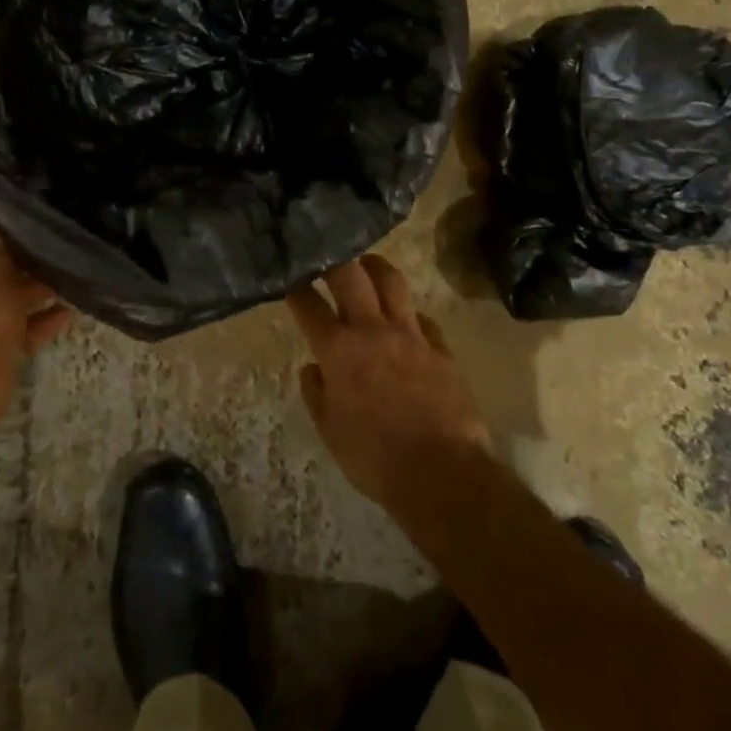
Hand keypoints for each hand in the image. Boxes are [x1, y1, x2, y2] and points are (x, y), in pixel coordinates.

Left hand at [0, 220, 70, 435]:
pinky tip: (68, 312)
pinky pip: (17, 328)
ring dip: (35, 291)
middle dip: (22, 263)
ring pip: (7, 299)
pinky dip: (39, 321)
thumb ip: (8, 250)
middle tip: (55, 254)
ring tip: (69, 279)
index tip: (27, 231)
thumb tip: (14, 236)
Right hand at [286, 254, 490, 517]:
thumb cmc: (374, 458)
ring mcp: (411, 335)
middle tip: (326, 255)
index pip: (308, 304)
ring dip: (375, 268)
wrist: (442, 475)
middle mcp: (372, 330)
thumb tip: (313, 368)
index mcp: (338, 350)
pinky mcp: (441, 348)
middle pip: (350, 274)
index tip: (289, 276)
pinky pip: (423, 318)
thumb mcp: (330, 431)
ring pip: (392, 281)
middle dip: (334, 259)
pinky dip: (409, 314)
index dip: (295, 286)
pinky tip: (406, 320)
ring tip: (366, 265)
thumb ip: (316, 393)